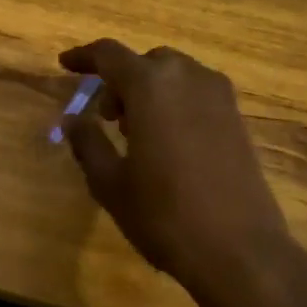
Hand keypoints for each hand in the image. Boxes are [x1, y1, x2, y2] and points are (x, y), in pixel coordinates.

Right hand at [60, 40, 293, 295]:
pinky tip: (169, 142)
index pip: (109, 54)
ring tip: (137, 131)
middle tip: (106, 116)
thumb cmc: (165, 214)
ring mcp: (218, 96)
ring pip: (174, 75)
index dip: (84, 57)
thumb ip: (87, 142)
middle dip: (120, 80)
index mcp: (150, 85)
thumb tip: (72, 119)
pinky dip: (175, 102)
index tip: (65, 64)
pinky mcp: (237, 118)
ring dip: (150, 90)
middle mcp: (187, 77)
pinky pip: (197, 93)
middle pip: (145, 62)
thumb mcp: (110, 182)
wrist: (241, 252)